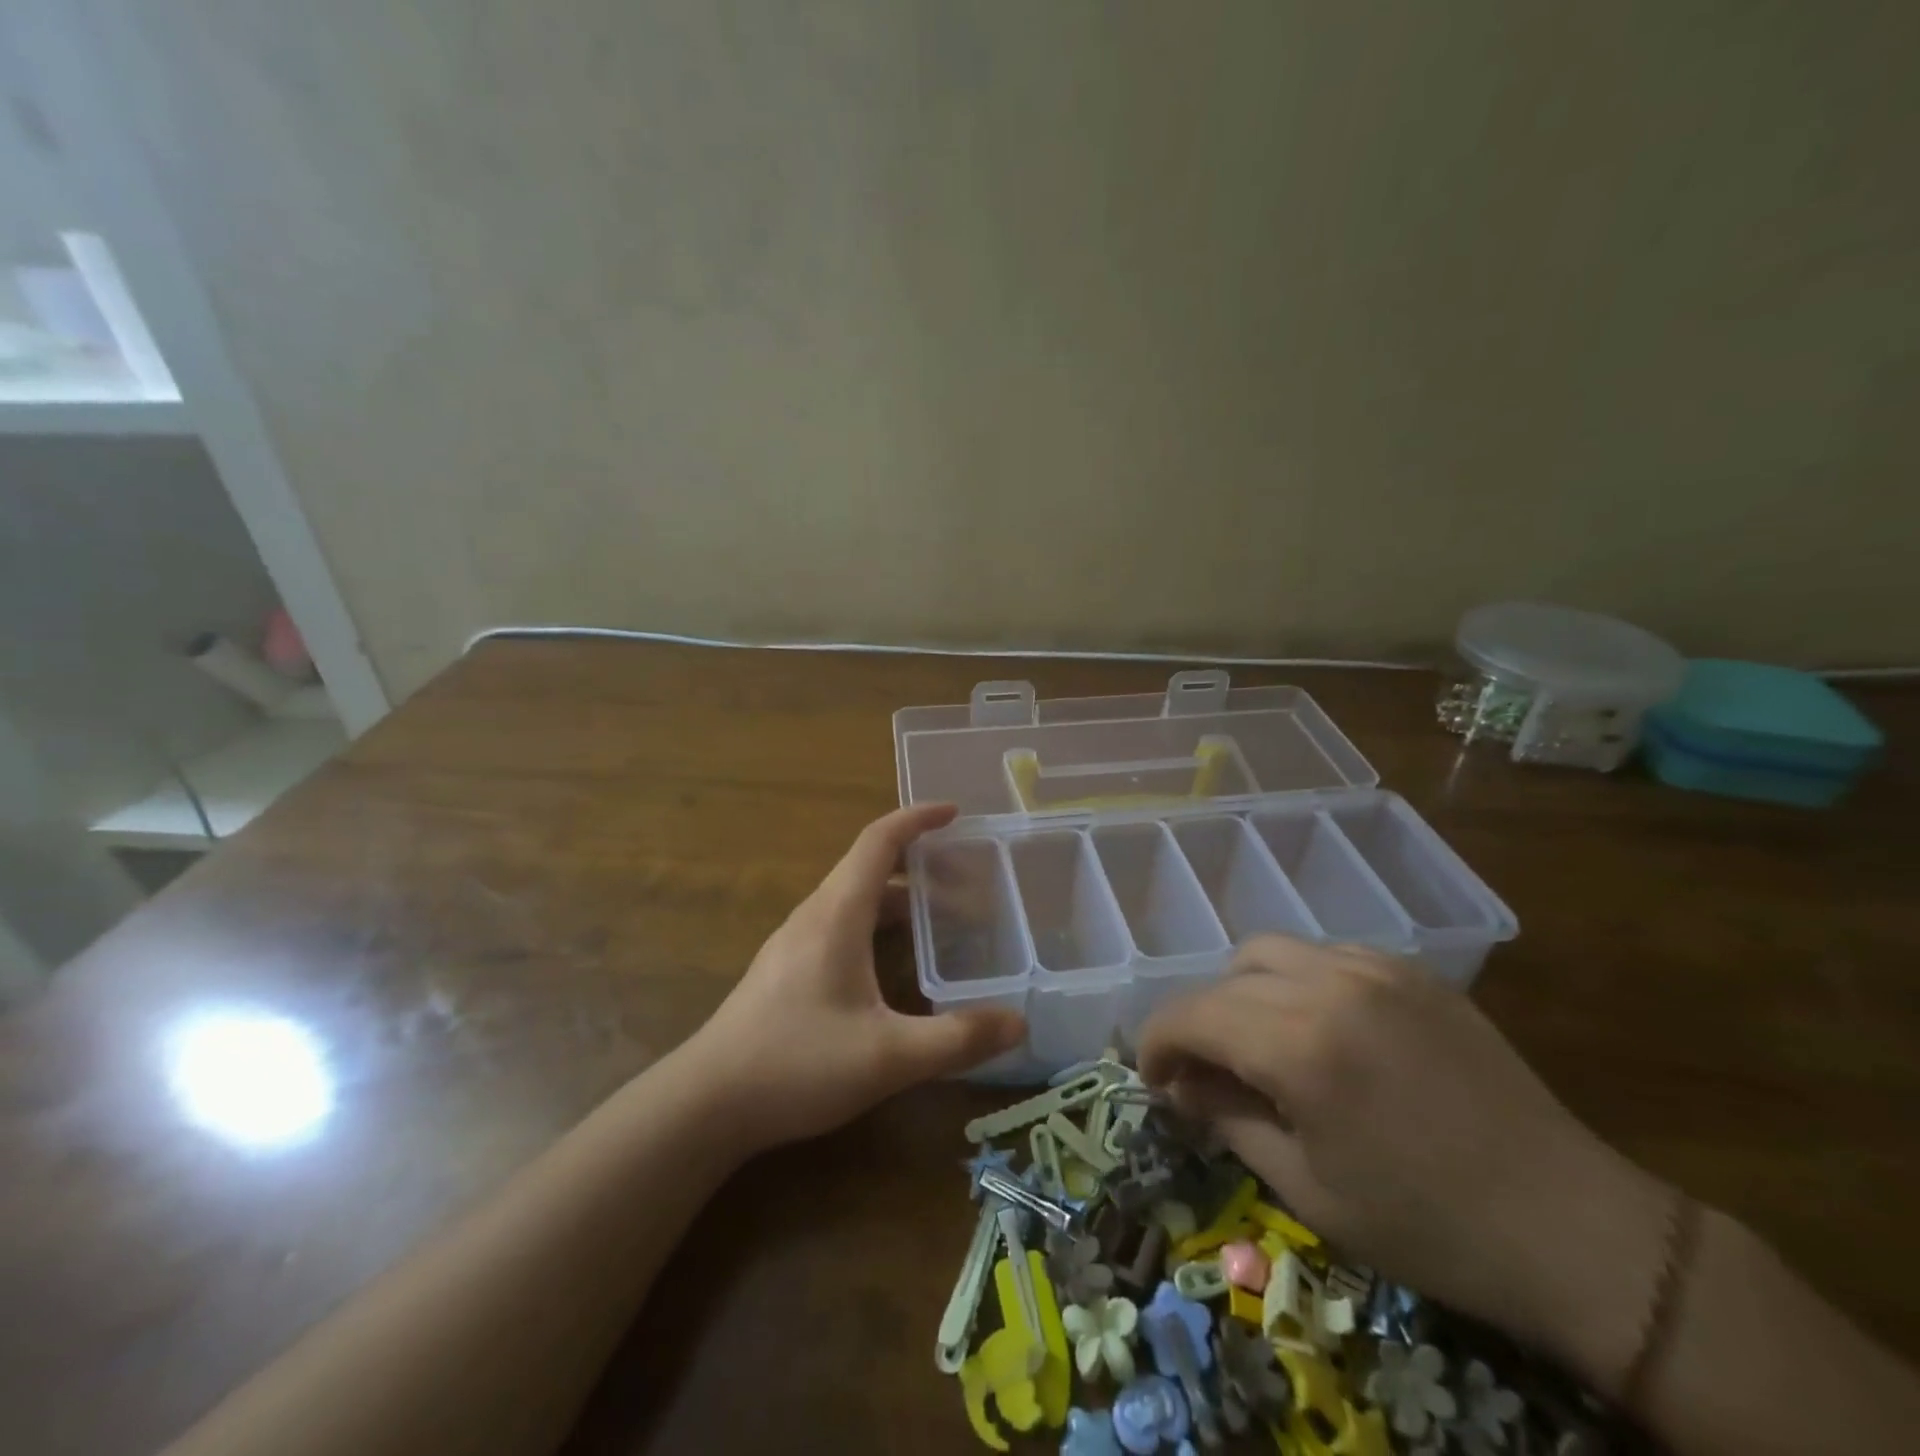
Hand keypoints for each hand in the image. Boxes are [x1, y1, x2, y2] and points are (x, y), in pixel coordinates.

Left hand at [682, 803, 1025, 1154]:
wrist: (705, 1104)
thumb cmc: (796, 1064)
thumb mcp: (888, 1056)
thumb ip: (957, 1039)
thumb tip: (1019, 1023)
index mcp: (837, 914)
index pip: (879, 841)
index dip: (917, 819)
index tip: (955, 813)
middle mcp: (814, 916)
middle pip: (868, 866)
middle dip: (918, 862)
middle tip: (966, 878)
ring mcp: (794, 943)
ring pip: (853, 899)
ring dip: (897, 897)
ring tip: (941, 920)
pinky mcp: (785, 970)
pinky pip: (840, 925)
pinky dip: (876, 924)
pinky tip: (893, 967)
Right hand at [1137, 938, 1672, 1390]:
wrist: (1573, 1228)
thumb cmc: (1429, 1227)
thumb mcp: (1308, 1190)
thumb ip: (1229, 1121)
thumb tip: (1180, 1086)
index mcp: (1299, 1045)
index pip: (1191, 1014)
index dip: (1155, 1042)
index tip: (1152, 1078)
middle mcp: (1329, 985)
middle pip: (1224, 980)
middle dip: (1196, 1022)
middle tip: (1201, 1072)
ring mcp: (1375, 969)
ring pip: (1269, 951)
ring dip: (1242, 992)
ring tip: (1259, 1043)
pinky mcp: (1412, 971)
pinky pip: (1326, 954)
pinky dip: (1298, 981)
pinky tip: (1320, 1027)